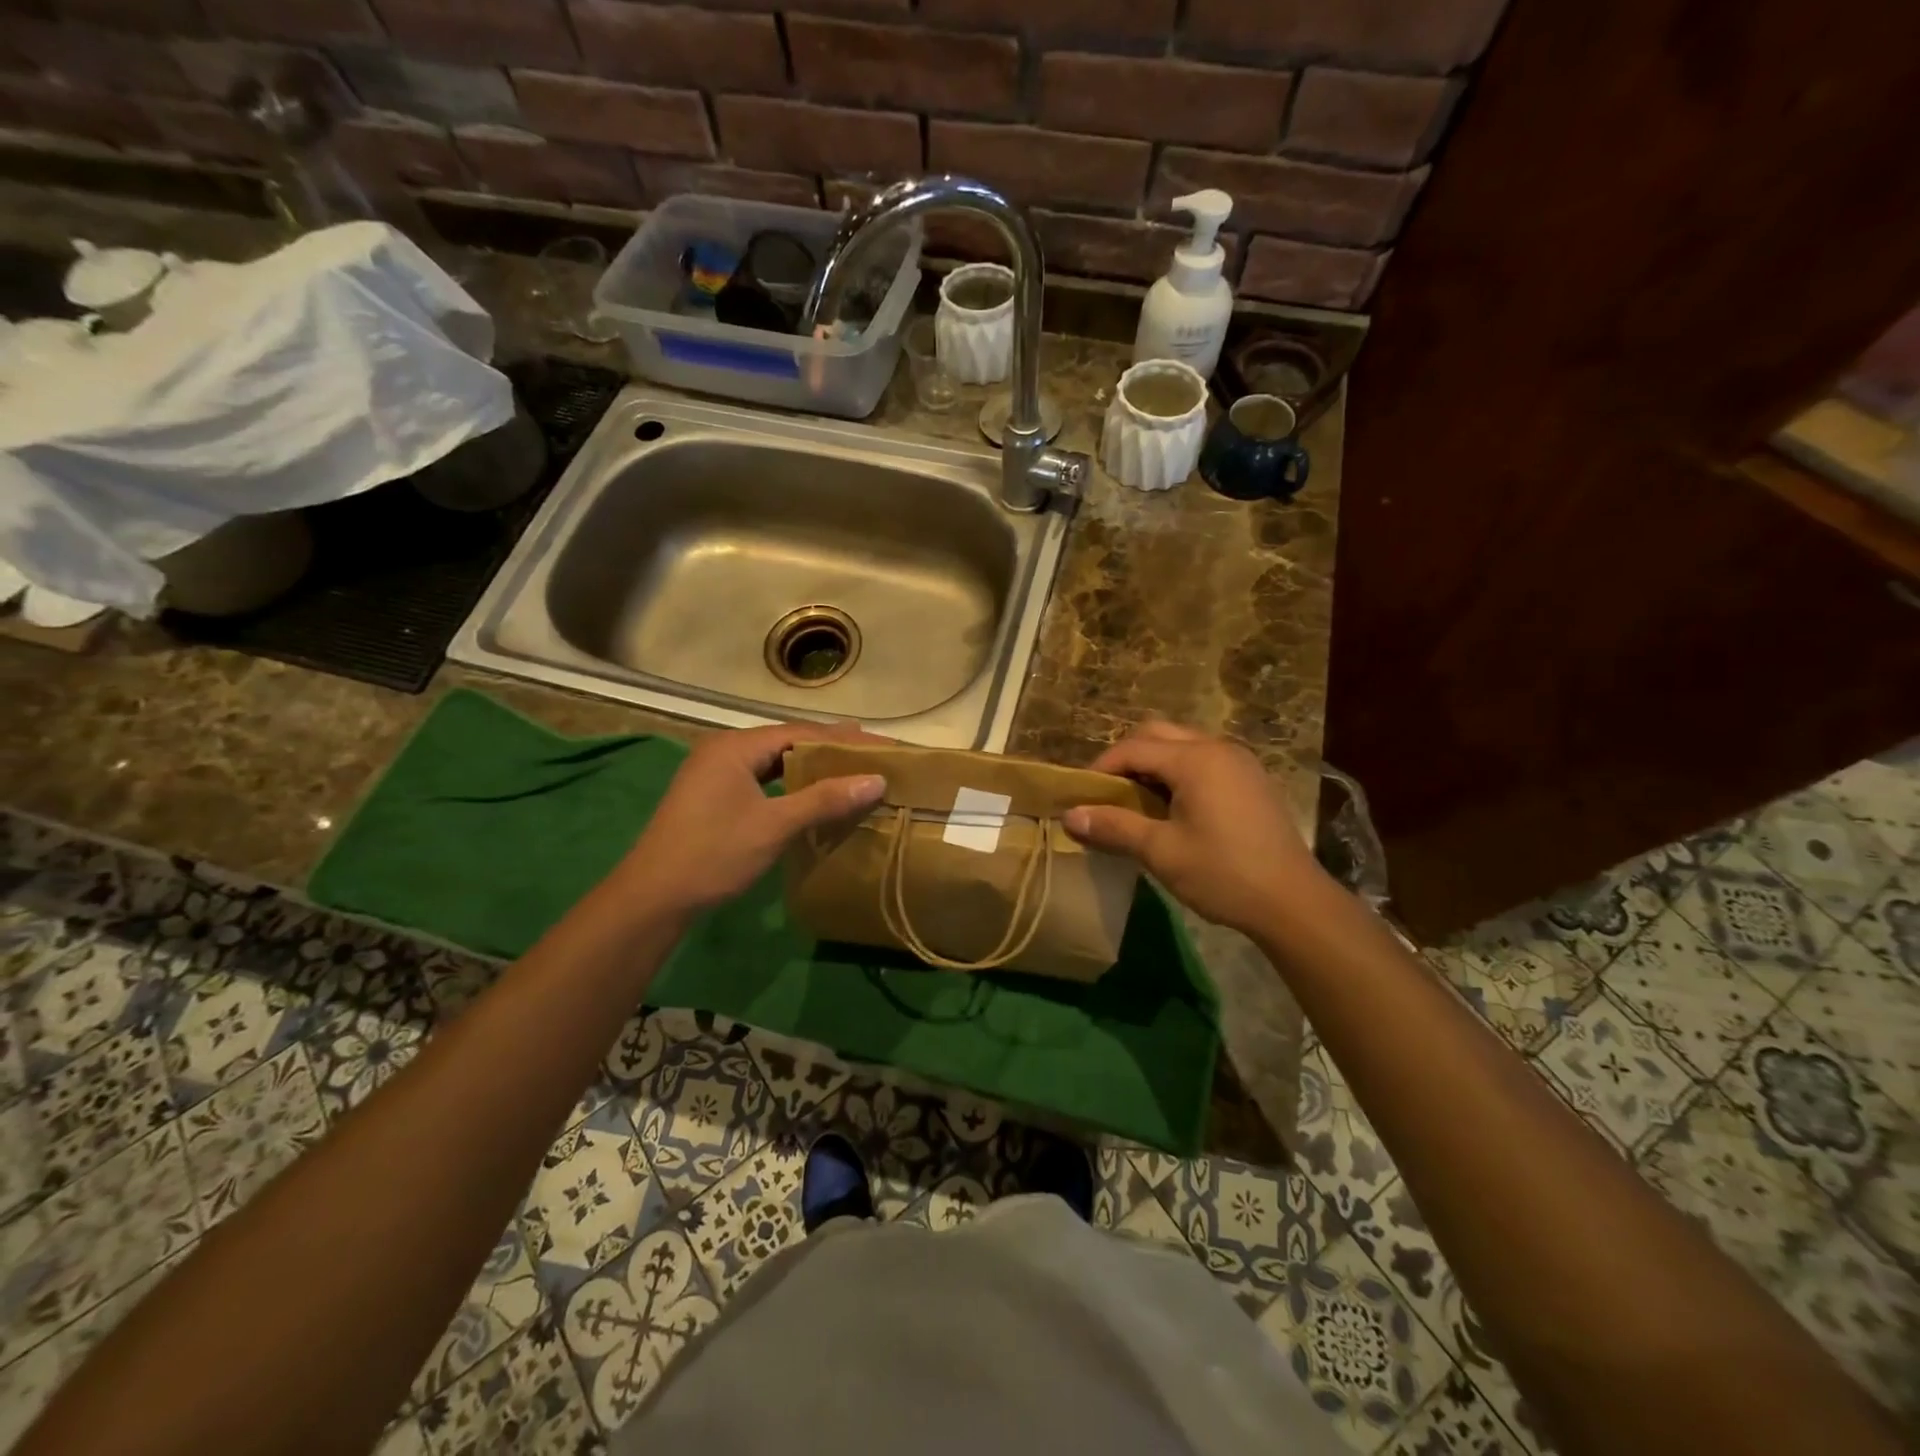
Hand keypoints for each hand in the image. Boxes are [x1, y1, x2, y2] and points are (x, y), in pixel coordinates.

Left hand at [617, 722, 886, 916]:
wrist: (653, 897)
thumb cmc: (714, 854)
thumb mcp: (775, 825)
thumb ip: (825, 799)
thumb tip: (876, 780)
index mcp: (735, 746)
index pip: (800, 731)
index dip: (843, 738)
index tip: (880, 745)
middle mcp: (724, 749)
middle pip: (786, 741)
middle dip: (829, 748)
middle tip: (872, 755)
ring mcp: (714, 772)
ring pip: (773, 761)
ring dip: (809, 766)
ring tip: (849, 769)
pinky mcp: (712, 795)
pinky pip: (761, 778)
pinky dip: (790, 783)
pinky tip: (810, 793)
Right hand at [1062, 721, 1328, 936]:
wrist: (1293, 902)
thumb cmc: (1223, 874)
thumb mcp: (1161, 851)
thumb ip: (1114, 826)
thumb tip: (1069, 816)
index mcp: (1195, 759)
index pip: (1132, 748)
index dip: (1101, 768)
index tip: (1081, 795)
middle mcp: (1217, 748)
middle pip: (1157, 734)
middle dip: (1126, 758)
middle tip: (1108, 793)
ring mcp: (1239, 761)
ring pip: (1182, 744)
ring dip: (1153, 763)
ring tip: (1136, 801)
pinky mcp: (1251, 779)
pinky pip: (1203, 759)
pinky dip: (1178, 772)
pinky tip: (1173, 807)